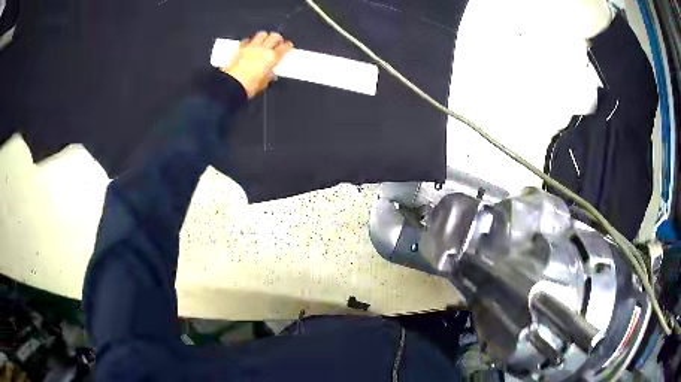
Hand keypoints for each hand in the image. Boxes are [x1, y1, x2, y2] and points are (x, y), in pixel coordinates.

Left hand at [222, 31, 293, 98]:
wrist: (231, 86)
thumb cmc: (248, 86)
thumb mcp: (263, 83)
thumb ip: (269, 76)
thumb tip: (270, 74)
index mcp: (272, 57)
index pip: (284, 47)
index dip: (288, 46)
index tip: (288, 46)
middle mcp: (263, 49)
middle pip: (274, 36)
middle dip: (277, 38)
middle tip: (277, 42)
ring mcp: (251, 47)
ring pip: (261, 34)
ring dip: (264, 36)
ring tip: (264, 41)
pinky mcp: (240, 48)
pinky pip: (247, 40)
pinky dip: (250, 41)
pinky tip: (249, 46)